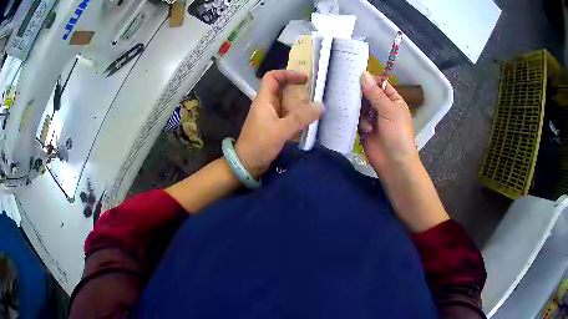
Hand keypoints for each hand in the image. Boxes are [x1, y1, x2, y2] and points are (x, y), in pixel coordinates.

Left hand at [235, 70, 321, 178]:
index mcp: (264, 100)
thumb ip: (300, 118)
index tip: (304, 79)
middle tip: (316, 93)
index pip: (272, 77)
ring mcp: (271, 116)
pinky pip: (289, 116)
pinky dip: (299, 116)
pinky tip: (310, 121)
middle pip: (282, 89)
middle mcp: (267, 105)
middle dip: (298, 88)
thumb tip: (320, 106)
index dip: (287, 73)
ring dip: (301, 103)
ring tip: (316, 107)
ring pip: (287, 103)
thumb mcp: (280, 131)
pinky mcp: (275, 127)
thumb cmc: (259, 145)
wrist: (246, 165)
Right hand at [359, 71, 418, 177]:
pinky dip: (355, 119)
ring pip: (359, 105)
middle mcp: (382, 107)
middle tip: (345, 85)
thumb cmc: (398, 134)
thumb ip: (375, 94)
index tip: (354, 73)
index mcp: (393, 100)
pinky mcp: (363, 128)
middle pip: (367, 93)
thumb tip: (363, 75)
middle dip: (359, 92)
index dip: (369, 79)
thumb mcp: (389, 111)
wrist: (394, 163)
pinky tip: (358, 123)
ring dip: (357, 106)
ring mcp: (372, 118)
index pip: (380, 84)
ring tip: (349, 104)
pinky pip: (355, 118)